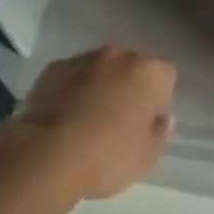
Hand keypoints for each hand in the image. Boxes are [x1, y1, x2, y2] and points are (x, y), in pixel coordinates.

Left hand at [11, 47, 177, 199]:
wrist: (47, 153)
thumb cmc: (106, 157)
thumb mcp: (145, 157)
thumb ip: (160, 133)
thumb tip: (163, 118)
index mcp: (148, 73)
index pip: (166, 76)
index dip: (160, 99)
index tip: (148, 122)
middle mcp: (119, 56)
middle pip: (132, 67)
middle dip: (129, 87)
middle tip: (119, 122)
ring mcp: (84, 58)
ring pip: (101, 69)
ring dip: (100, 86)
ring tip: (87, 120)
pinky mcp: (55, 67)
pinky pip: (72, 75)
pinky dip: (72, 89)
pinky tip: (63, 117)